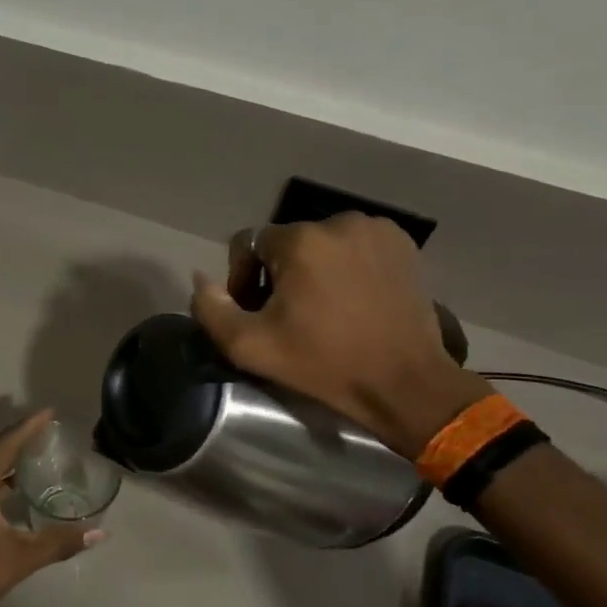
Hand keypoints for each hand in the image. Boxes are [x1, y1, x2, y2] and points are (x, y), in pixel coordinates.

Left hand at [0, 410, 101, 606]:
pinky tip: (16, 490)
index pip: (5, 444)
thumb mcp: (21, 558)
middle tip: (48, 430)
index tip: (49, 412)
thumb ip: (61, 541)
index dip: (28, 426)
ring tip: (37, 454)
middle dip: (20, 438)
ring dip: (8, 459)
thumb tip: (100, 532)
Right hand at [190, 215, 490, 456]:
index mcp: (300, 241)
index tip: (258, 314)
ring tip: (324, 309)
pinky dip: (347, 266)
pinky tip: (353, 299)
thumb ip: (211, 309)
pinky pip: (355, 246)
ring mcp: (376, 230)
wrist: (405, 384)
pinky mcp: (402, 244)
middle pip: (286, 243)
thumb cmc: (324, 364)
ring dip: (313, 269)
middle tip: (290, 316)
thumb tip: (201, 279)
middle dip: (279, 275)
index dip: (243, 279)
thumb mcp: (250, 347)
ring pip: (322, 244)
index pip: (248, 244)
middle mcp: (338, 222)